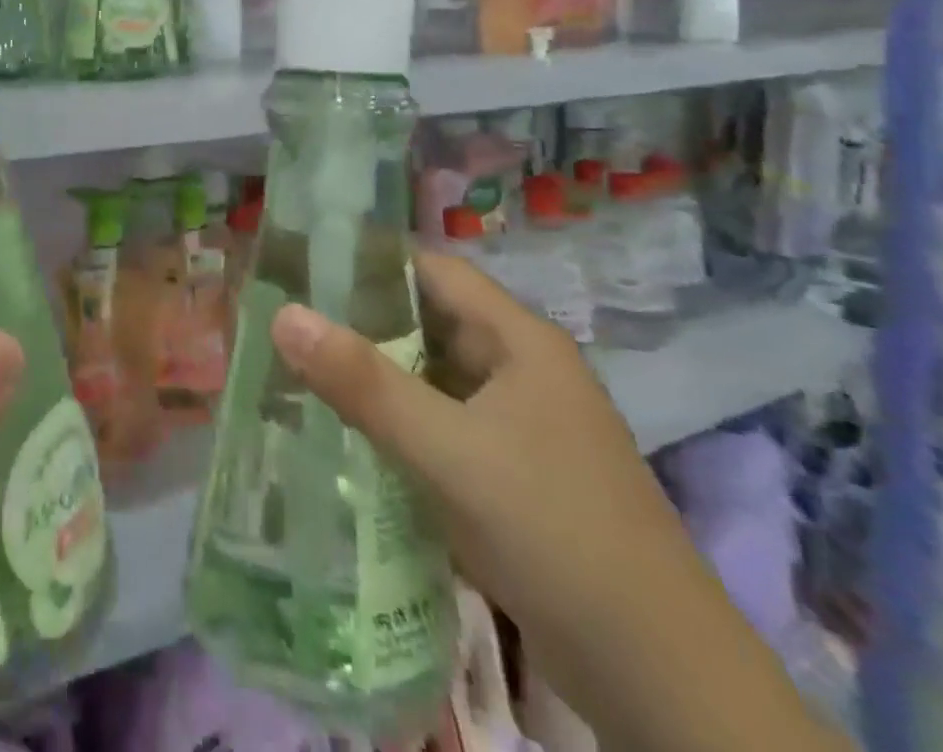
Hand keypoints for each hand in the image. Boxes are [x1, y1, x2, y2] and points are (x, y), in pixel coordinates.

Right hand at [270, 250, 847, 751]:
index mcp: (520, 340)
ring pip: (431, 378)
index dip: (368, 262)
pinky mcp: (512, 474)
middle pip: (427, 323)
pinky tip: (346, 434)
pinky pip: (440, 426)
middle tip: (286, 324)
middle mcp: (521, 370)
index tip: (300, 267)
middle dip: (358, 323)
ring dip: (374, 377)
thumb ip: (362, 382)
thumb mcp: (448, 451)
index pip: (432, 271)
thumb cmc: (554, 531)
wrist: (661, 680)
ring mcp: (520, 425)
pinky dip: (396, 424)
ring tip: (298, 372)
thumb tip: (281, 314)